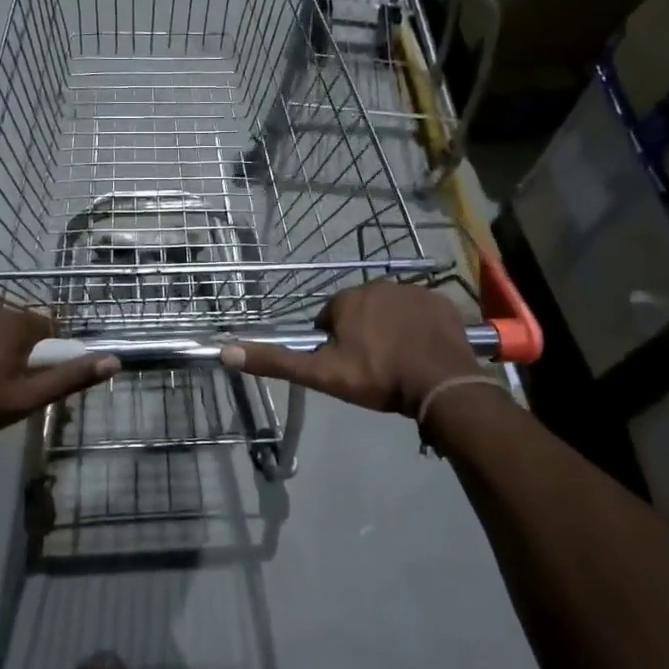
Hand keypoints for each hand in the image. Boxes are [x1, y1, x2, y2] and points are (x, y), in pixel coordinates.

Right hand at [221, 282, 480, 415]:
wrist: (441, 384)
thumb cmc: (378, 378)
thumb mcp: (321, 374)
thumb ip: (276, 361)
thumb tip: (226, 351)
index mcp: (347, 299)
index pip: (330, 319)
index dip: (334, 345)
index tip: (347, 367)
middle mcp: (378, 285)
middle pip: (361, 312)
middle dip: (363, 335)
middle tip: (373, 368)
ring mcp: (414, 291)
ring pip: (391, 312)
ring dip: (390, 330)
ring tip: (399, 363)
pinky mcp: (441, 302)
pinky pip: (421, 313)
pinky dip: (418, 328)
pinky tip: (422, 352)